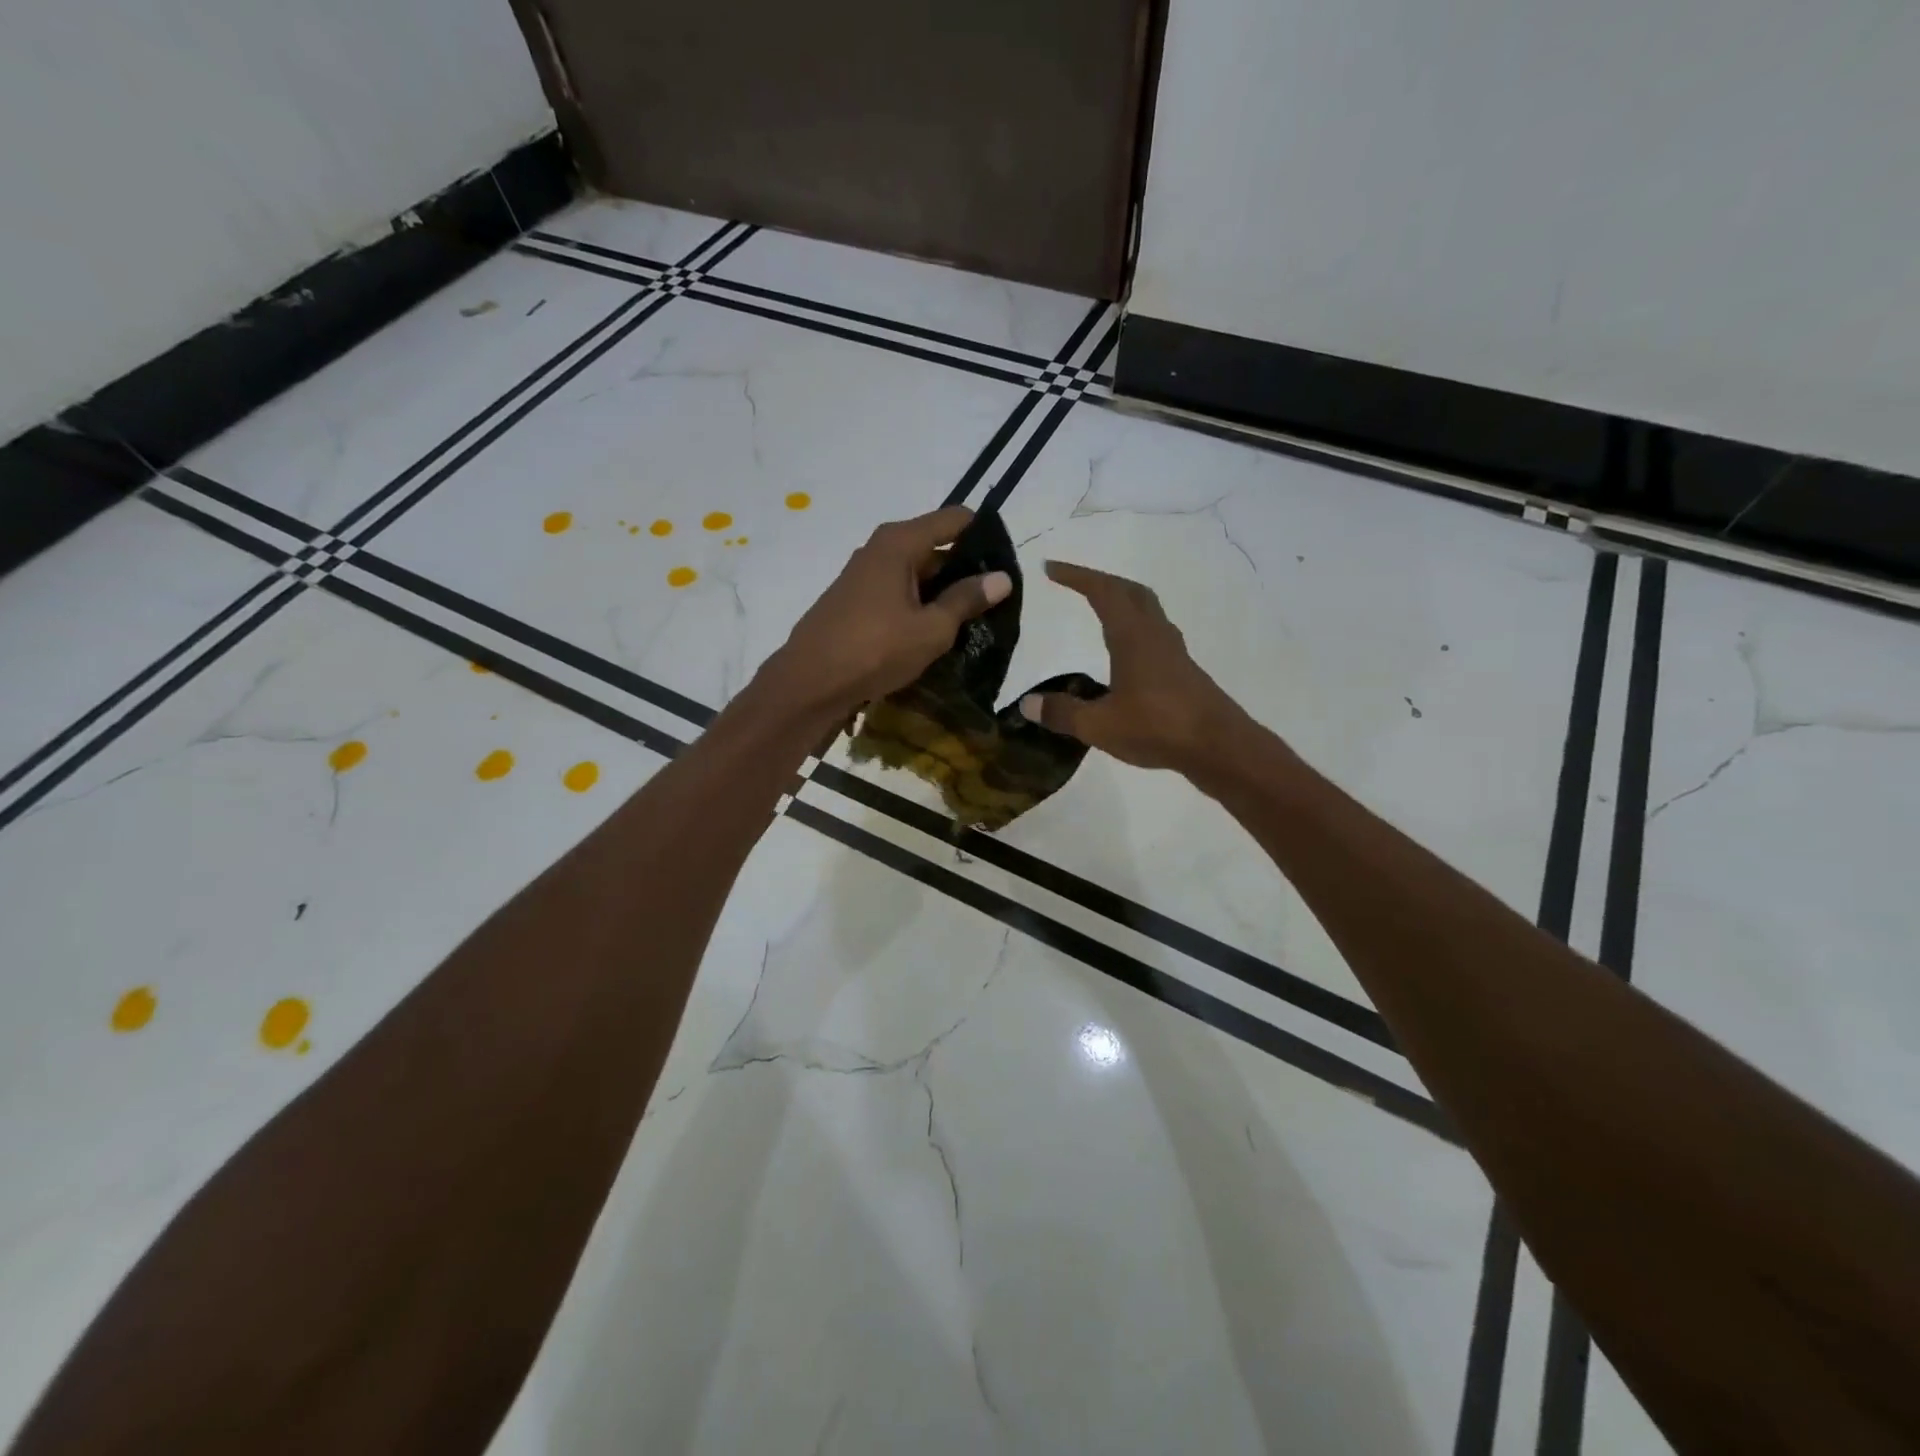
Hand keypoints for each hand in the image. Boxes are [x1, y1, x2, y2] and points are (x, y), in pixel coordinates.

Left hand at [758, 506, 1010, 722]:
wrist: (809, 684)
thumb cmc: (874, 650)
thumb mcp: (931, 629)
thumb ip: (966, 599)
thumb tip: (1002, 577)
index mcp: (899, 542)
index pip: (954, 520)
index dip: (984, 534)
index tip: (1009, 561)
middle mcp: (879, 549)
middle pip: (935, 546)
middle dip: (966, 569)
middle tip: (998, 599)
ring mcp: (864, 576)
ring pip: (916, 574)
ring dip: (943, 593)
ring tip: (974, 619)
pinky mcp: (855, 602)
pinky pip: (898, 593)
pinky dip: (919, 606)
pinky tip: (935, 632)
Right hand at [1019, 561, 1243, 771]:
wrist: (1219, 747)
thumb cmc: (1158, 727)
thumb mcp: (1099, 725)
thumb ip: (1062, 713)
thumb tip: (1027, 704)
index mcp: (1133, 636)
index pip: (1102, 591)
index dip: (1076, 576)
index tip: (1050, 567)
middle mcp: (1155, 635)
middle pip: (1130, 592)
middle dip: (1101, 581)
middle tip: (1076, 582)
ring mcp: (1173, 652)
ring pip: (1146, 611)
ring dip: (1122, 601)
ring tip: (1099, 609)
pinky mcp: (1183, 672)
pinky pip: (1154, 634)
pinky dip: (1133, 628)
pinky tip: (1125, 653)